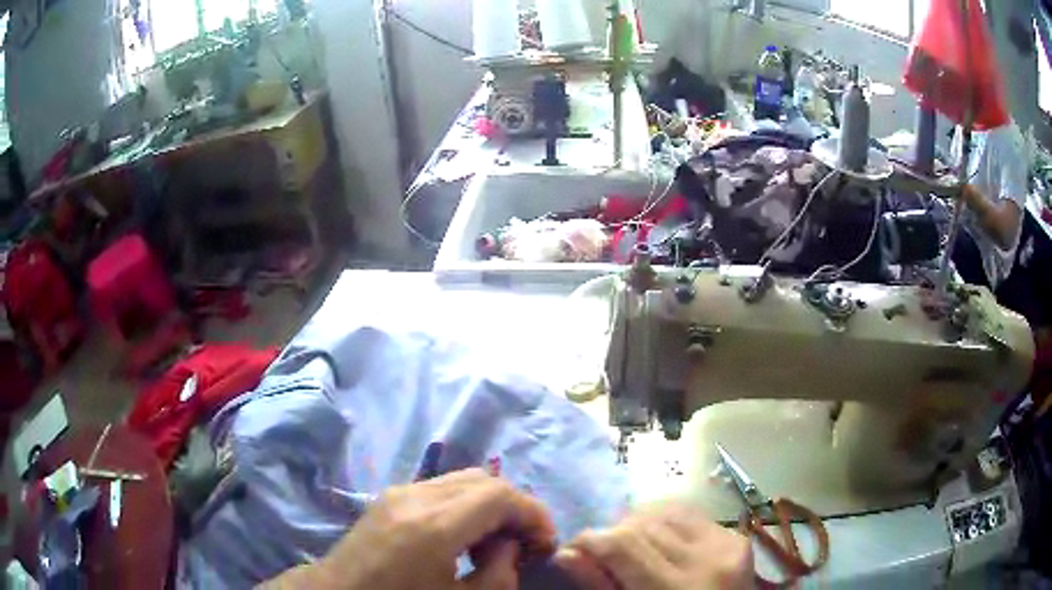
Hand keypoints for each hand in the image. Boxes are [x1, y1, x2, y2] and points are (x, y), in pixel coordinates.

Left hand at [263, 469, 556, 589]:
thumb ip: (498, 574)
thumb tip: (511, 546)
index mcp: (433, 526)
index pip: (500, 495)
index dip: (533, 514)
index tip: (545, 544)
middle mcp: (416, 497)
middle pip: (484, 480)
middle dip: (514, 508)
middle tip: (523, 545)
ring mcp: (399, 492)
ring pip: (463, 480)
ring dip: (490, 505)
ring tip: (493, 545)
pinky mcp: (390, 497)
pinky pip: (441, 488)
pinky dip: (466, 505)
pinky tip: (461, 538)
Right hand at [554, 504, 754, 589]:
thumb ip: (601, 587)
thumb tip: (567, 553)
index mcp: (677, 589)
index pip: (622, 544)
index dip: (589, 540)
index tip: (573, 549)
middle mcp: (707, 558)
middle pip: (642, 524)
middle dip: (612, 534)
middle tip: (601, 554)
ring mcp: (728, 544)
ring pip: (665, 512)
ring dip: (639, 525)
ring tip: (631, 547)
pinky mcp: (737, 538)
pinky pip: (690, 515)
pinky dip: (666, 524)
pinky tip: (660, 542)